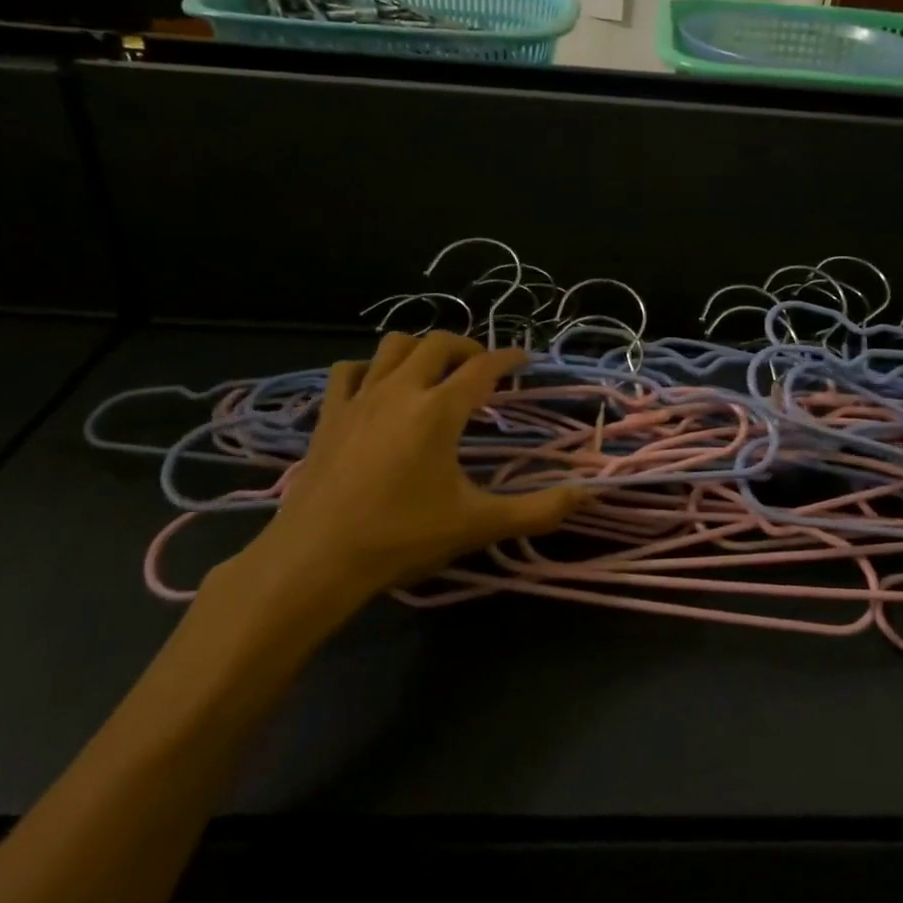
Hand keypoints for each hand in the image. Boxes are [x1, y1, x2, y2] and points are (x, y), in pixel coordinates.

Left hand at [215, 332, 583, 637]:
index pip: (483, 367)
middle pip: (438, 343)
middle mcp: (401, 390)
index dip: (509, 358)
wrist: (315, 560)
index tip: (524, 358)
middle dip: (466, 346)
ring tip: (434, 372)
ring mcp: (360, 399)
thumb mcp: (477, 525)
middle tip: (482, 367)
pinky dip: (369, 369)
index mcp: (439, 410)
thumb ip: (536, 510)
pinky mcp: (330, 415)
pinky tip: (377, 387)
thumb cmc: (401, 538)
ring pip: (393, 346)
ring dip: (420, 349)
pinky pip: (349, 371)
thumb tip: (586, 495)